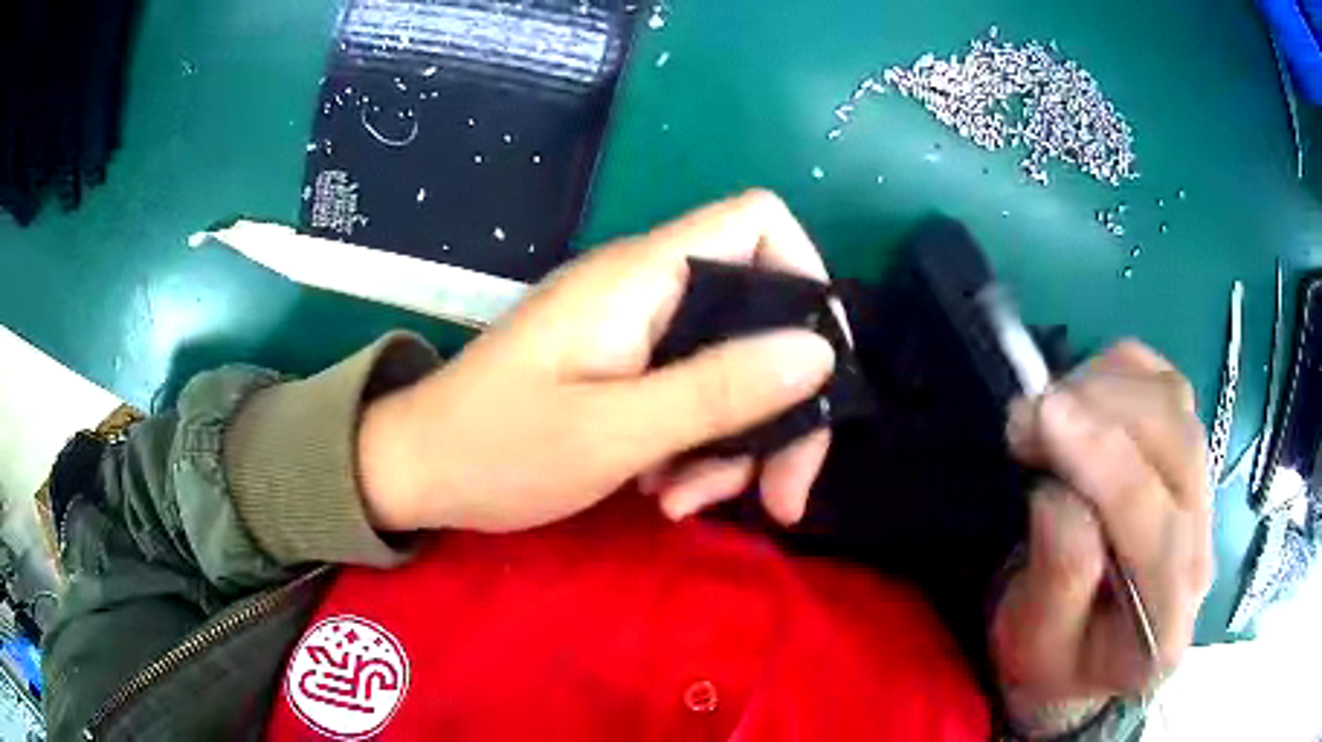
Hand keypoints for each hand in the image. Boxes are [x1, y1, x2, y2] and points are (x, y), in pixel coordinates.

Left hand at [358, 190, 840, 532]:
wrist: (419, 470)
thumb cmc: (497, 448)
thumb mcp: (614, 432)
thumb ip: (718, 390)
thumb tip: (819, 352)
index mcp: (644, 276)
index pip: (757, 222)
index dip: (806, 276)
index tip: (819, 368)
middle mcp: (648, 290)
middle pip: (759, 317)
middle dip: (781, 408)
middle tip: (780, 496)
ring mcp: (635, 332)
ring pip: (729, 369)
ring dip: (731, 444)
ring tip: (687, 503)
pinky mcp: (622, 369)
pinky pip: (689, 395)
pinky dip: (695, 447)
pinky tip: (664, 494)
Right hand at [991, 342, 1213, 731]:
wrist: (1086, 652)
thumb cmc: (1053, 660)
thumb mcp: (1034, 647)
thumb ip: (1057, 581)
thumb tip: (1058, 494)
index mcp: (1166, 621)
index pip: (1157, 529)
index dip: (1106, 465)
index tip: (1044, 418)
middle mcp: (1201, 548)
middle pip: (1177, 447)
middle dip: (1104, 412)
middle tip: (1029, 415)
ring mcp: (1200, 493)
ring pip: (1174, 404)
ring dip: (1108, 388)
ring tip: (1048, 410)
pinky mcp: (1185, 452)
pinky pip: (1164, 383)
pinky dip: (1121, 372)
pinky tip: (1083, 397)